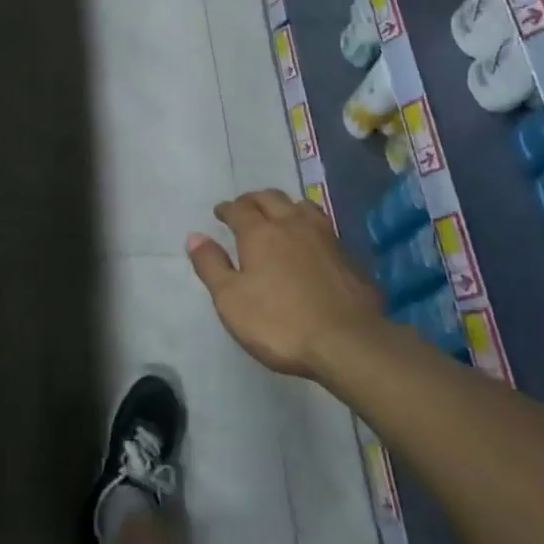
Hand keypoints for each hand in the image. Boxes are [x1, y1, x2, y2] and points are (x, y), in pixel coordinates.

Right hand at [186, 190, 390, 378]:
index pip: (239, 209)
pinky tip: (309, 242)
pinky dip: (309, 226)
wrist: (348, 344)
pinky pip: (323, 228)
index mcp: (260, 233)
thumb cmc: (279, 323)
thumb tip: (195, 236)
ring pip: (302, 206)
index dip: (226, 209)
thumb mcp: (230, 299)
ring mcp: (325, 239)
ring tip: (279, 216)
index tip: (220, 213)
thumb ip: (210, 265)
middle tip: (244, 208)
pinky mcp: (348, 257)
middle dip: (254, 200)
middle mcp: (292, 225)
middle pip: (271, 198)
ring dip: (285, 206)